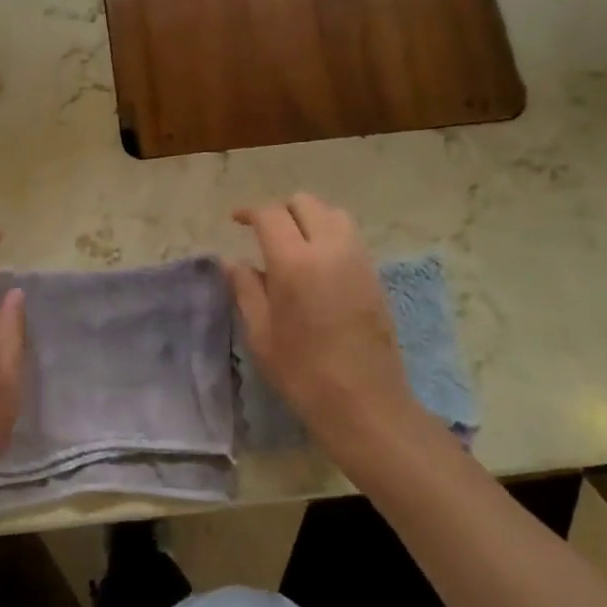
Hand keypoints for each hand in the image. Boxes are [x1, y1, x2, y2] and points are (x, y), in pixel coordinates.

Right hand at [227, 194, 428, 470]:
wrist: (365, 403)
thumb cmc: (302, 372)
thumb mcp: (260, 333)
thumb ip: (245, 288)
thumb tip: (232, 261)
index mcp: (294, 262)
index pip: (270, 215)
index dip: (249, 212)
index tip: (236, 221)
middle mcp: (329, 249)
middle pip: (305, 203)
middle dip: (281, 210)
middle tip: (264, 232)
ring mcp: (358, 259)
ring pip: (333, 214)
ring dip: (309, 218)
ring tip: (293, 243)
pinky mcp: (374, 274)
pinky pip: (350, 236)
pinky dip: (330, 234)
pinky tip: (317, 263)